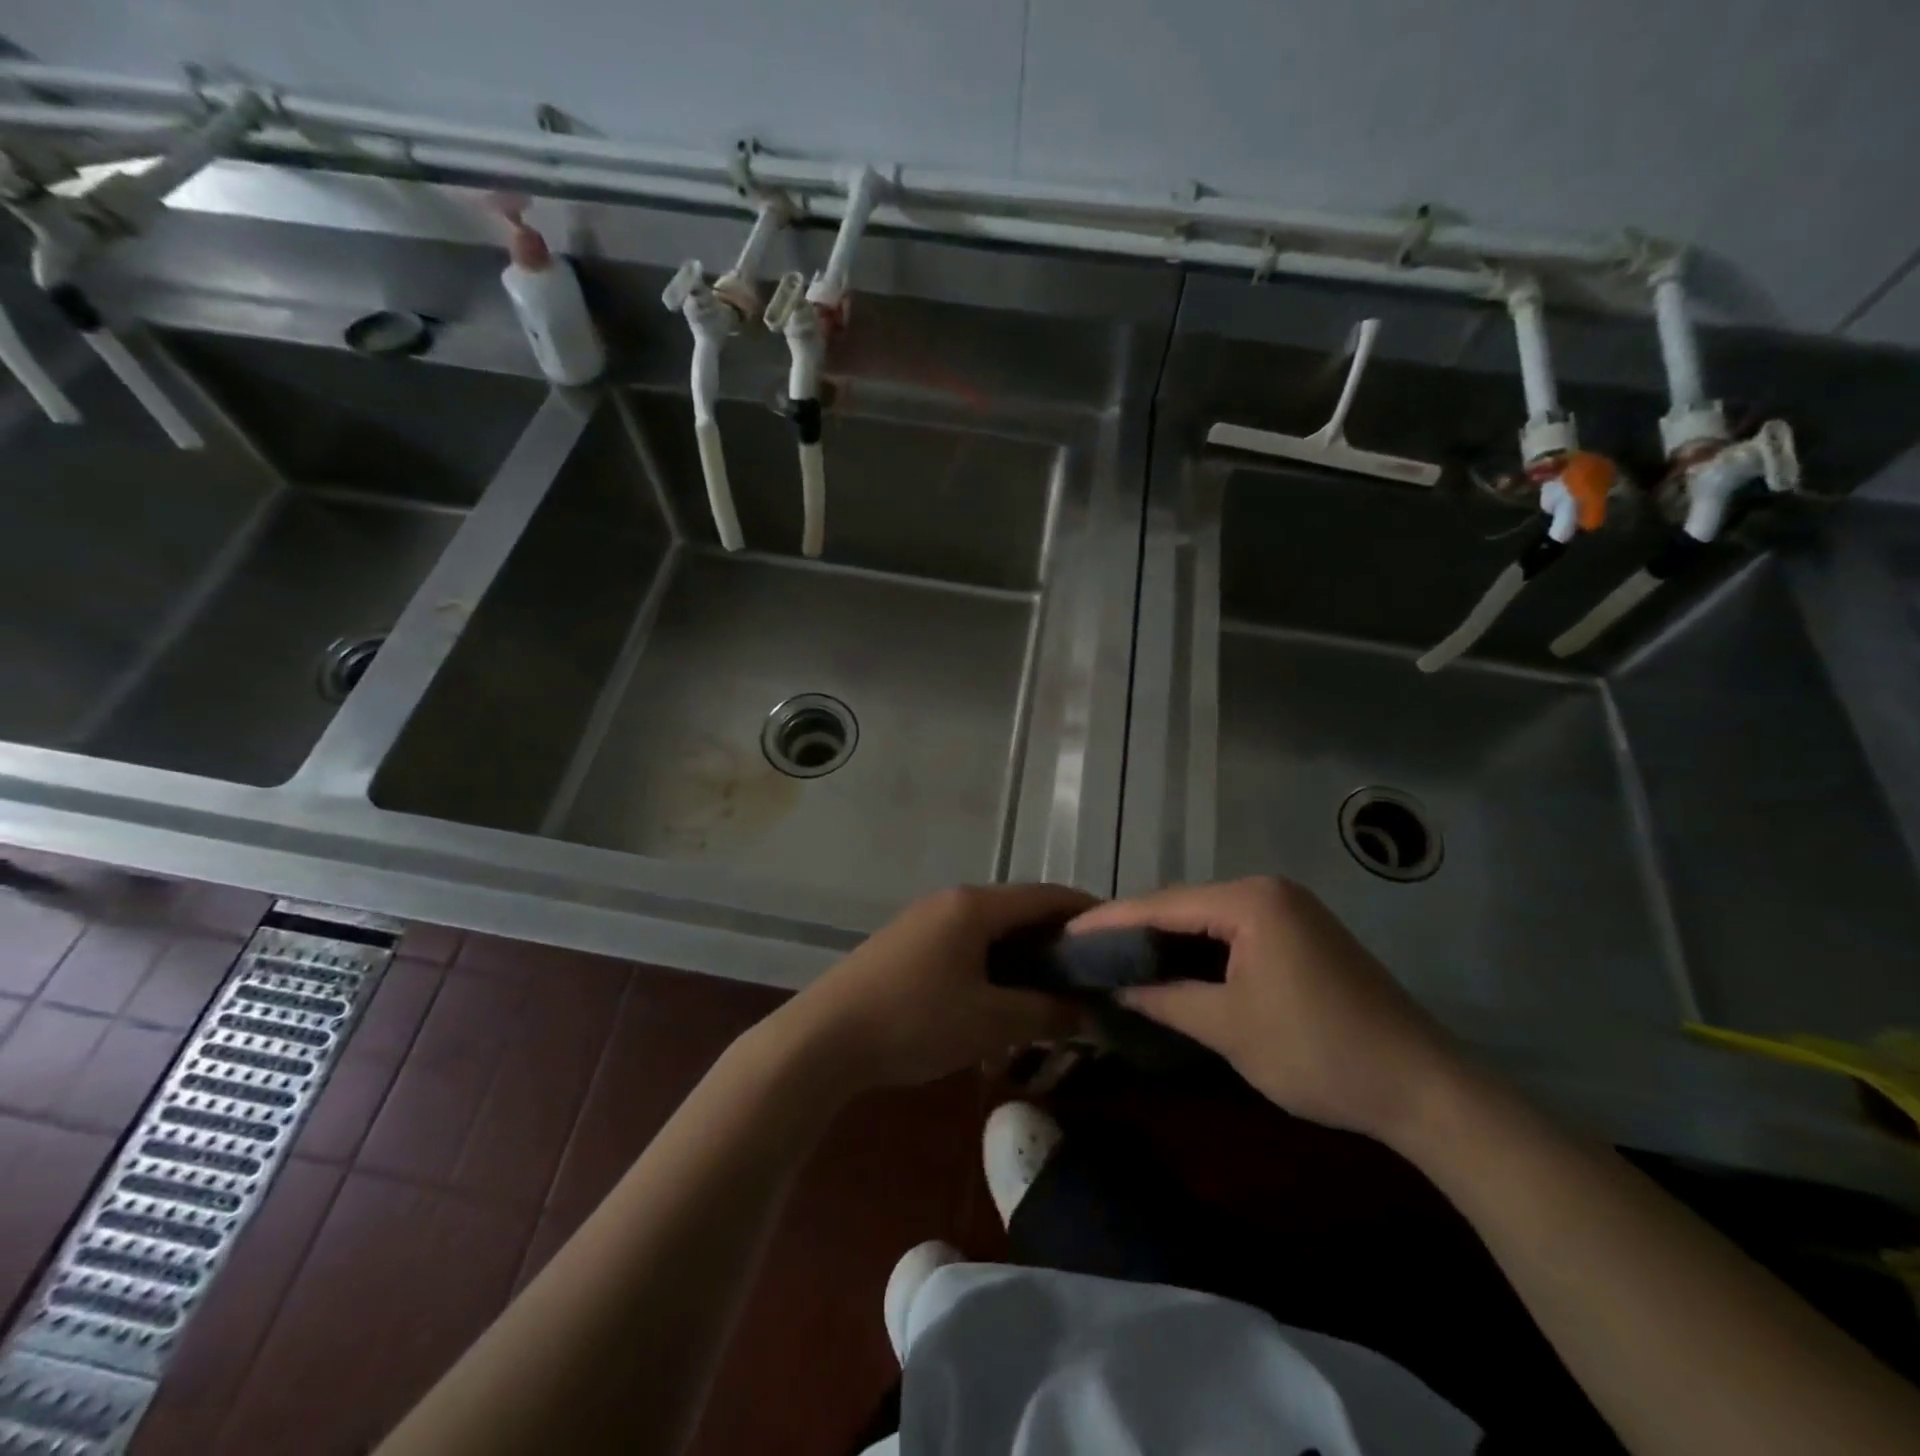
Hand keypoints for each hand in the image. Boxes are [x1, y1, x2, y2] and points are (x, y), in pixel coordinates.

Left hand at [774, 883, 1094, 1092]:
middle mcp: (950, 901)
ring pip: (990, 930)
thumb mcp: (990, 1022)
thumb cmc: (915, 1021)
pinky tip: (999, 998)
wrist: (824, 1038)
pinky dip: (992, 963)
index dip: (1086, 912)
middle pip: (1018, 910)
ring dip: (1022, 954)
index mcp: (975, 906)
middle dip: (1056, 938)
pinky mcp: (906, 945)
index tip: (1119, 936)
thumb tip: (1089, 1010)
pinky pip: (964, 944)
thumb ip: (1046, 1013)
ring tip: (1051, 990)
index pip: (1046, 895)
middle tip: (1090, 974)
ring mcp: (923, 921)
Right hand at [1071, 877, 1460, 1144]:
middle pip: (1183, 905)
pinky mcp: (1302, 933)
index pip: (1162, 905)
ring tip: (1118, 956)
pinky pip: (1234, 931)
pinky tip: (1173, 964)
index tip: (1067, 933)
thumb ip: (1165, 999)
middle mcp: (1268, 891)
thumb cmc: (1319, 1053)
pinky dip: (1200, 948)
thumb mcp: (1229, 1028)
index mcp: (1251, 902)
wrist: (1424, 1088)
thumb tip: (1117, 988)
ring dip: (1166, 938)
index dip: (1110, 920)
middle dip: (1135, 927)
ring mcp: (1290, 909)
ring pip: (1207, 918)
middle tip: (1089, 950)